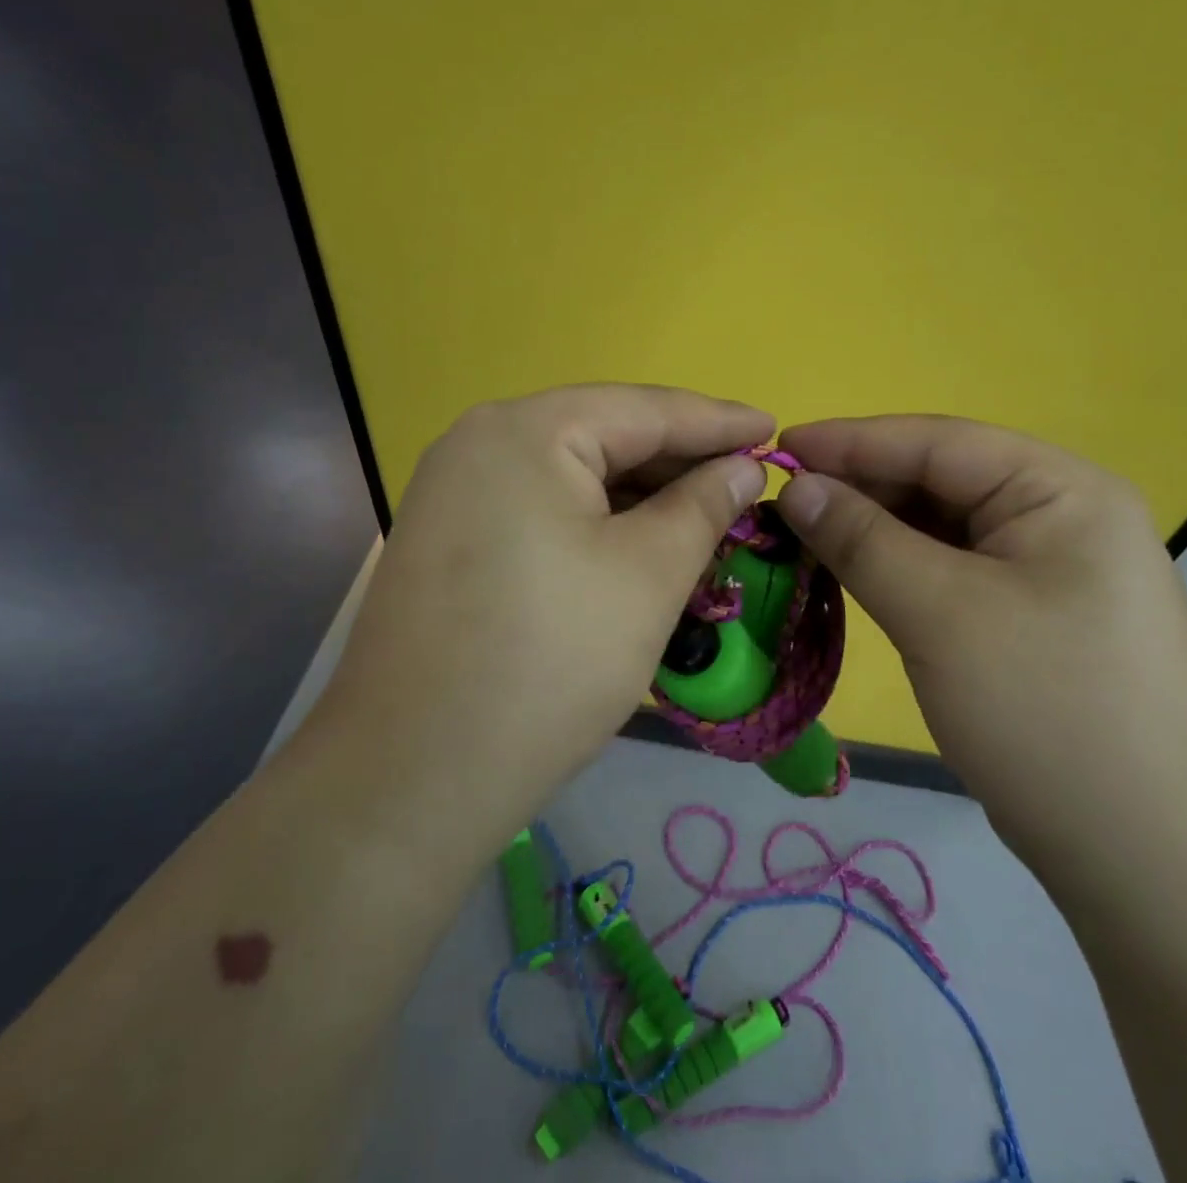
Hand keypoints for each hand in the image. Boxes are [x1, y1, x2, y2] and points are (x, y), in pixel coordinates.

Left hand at [310, 385, 773, 833]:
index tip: (774, 429)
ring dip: (638, 494)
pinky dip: (594, 521)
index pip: (643, 409)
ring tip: (703, 513)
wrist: (412, 777)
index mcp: (525, 431)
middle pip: (601, 435)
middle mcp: (478, 442)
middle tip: (744, 480)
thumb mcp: (648, 576)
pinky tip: (636, 542)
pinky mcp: (447, 539)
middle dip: (677, 460)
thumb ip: (702, 506)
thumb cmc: (550, 663)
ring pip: (569, 475)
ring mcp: (453, 491)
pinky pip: (538, 508)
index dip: (717, 421)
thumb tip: (741, 468)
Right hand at [774, 416, 1186, 885]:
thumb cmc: (1046, 710)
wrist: (1147, 859)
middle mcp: (1059, 517)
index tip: (777, 450)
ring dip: (871, 531)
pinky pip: (948, 571)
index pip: (939, 442)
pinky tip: (848, 575)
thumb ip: (862, 539)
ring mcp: (1046, 571)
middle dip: (858, 489)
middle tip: (780, 504)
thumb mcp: (941, 613)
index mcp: (1062, 490)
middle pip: (939, 481)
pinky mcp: (1027, 619)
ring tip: (801, 537)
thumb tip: (795, 487)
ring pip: (939, 529)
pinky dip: (894, 569)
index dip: (851, 441)